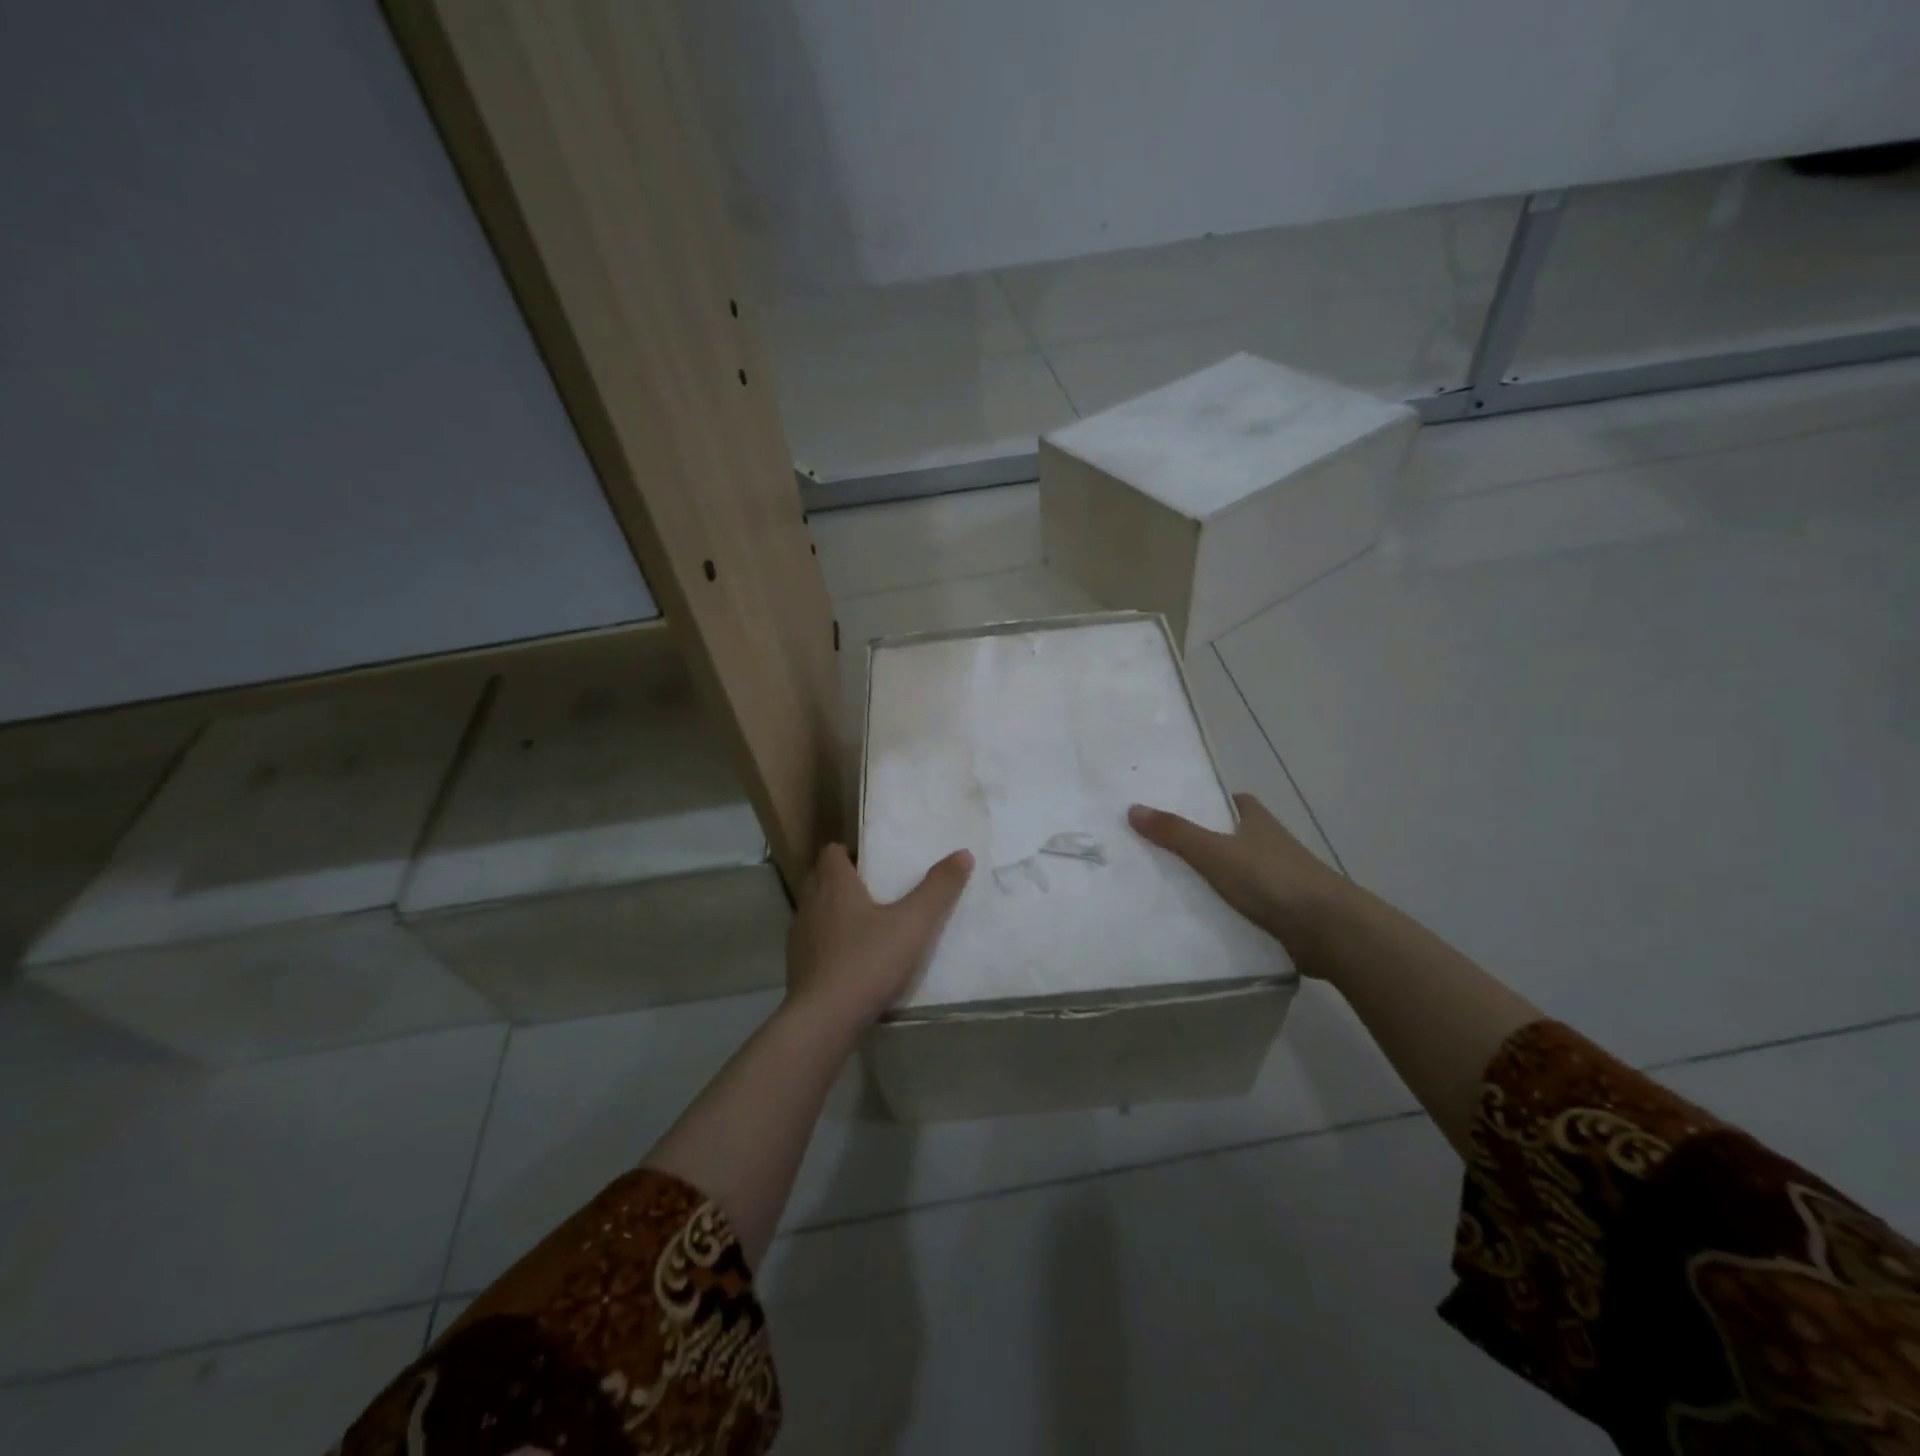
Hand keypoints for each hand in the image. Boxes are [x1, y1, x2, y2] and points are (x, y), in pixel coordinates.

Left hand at [784, 843, 973, 1032]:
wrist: (824, 1020)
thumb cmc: (868, 961)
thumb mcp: (913, 923)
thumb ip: (938, 889)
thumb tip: (963, 853)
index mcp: (834, 885)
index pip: (831, 852)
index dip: (850, 852)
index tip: (873, 862)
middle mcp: (811, 905)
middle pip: (820, 878)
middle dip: (842, 879)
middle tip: (874, 889)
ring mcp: (799, 938)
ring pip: (815, 912)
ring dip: (834, 912)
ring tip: (866, 925)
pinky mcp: (797, 968)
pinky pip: (813, 944)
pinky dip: (829, 944)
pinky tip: (852, 961)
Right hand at [1128, 793, 1351, 970]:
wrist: (1329, 930)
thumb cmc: (1272, 879)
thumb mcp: (1215, 852)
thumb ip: (1175, 832)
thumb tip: (1133, 808)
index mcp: (1257, 820)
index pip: (1229, 801)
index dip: (1204, 802)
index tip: (1173, 810)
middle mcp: (1269, 844)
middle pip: (1229, 836)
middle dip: (1201, 841)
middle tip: (1157, 848)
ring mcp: (1278, 879)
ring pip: (1236, 871)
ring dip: (1212, 877)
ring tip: (1166, 883)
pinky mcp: (1280, 911)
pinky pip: (1242, 903)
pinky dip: (1223, 906)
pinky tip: (1196, 916)